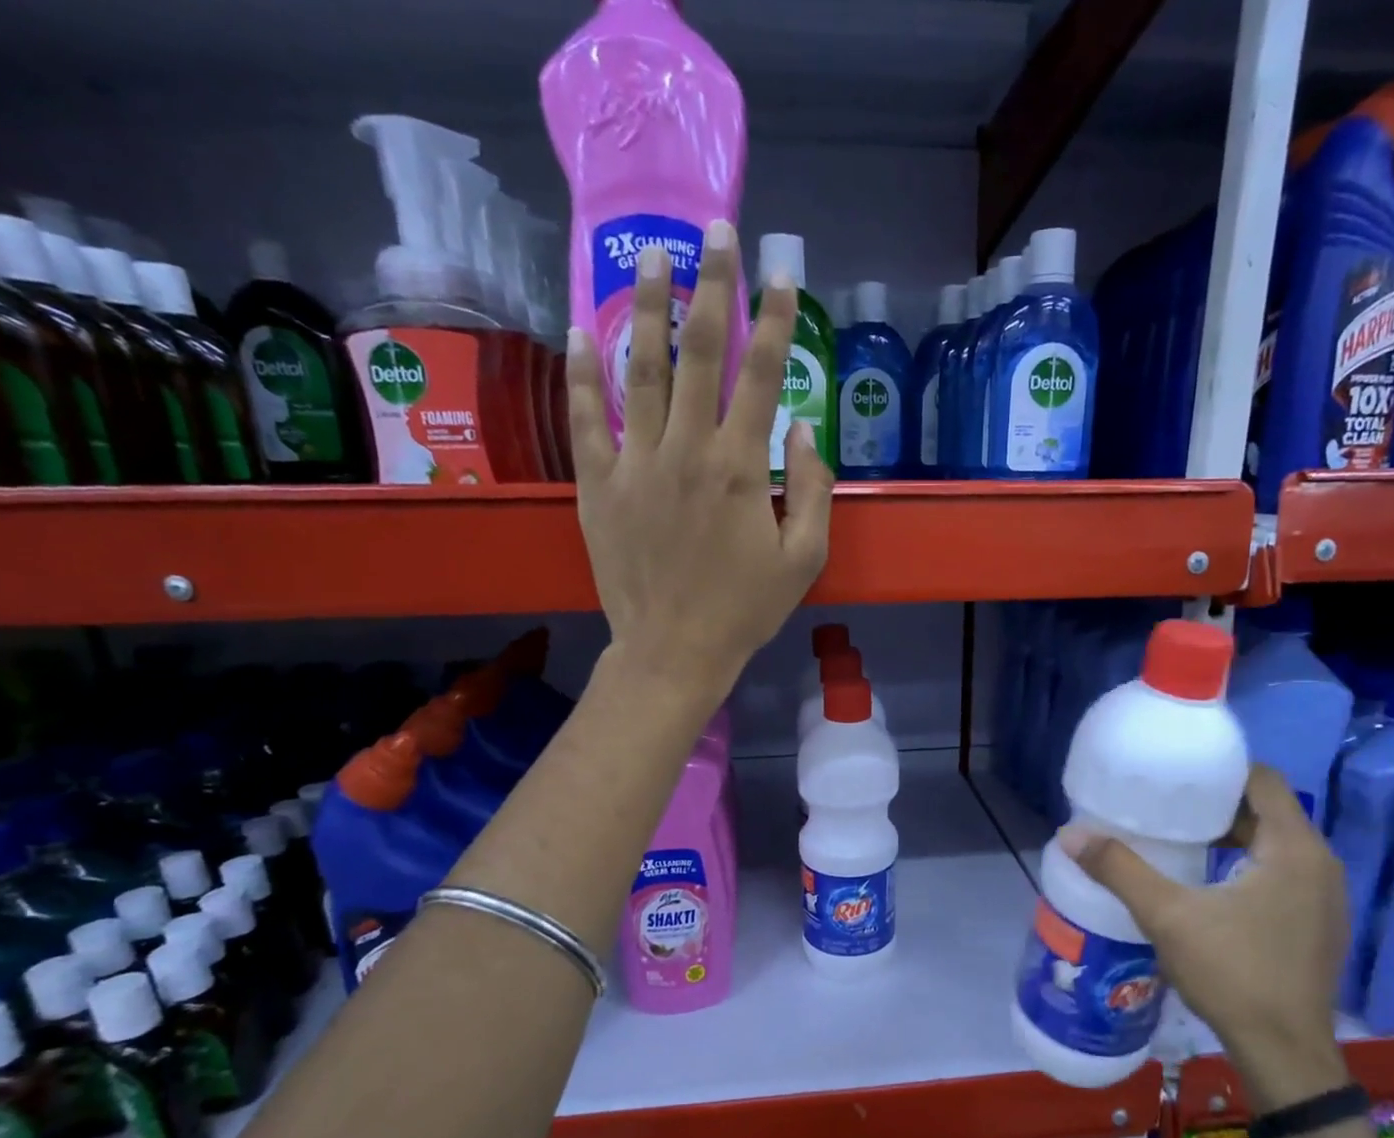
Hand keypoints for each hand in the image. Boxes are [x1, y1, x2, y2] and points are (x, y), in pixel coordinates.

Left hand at [565, 221, 832, 704]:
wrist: (674, 651)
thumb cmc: (745, 610)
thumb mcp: (804, 559)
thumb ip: (814, 490)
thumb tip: (802, 429)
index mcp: (741, 468)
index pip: (763, 376)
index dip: (776, 319)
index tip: (783, 273)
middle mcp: (687, 451)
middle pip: (700, 354)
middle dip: (712, 286)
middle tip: (715, 231)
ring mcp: (636, 464)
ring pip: (640, 371)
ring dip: (646, 308)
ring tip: (647, 254)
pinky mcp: (599, 485)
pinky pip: (587, 419)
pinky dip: (582, 373)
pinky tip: (579, 330)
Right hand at [1060, 765, 1351, 1110]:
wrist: (1285, 1054)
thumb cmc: (1233, 974)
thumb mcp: (1167, 916)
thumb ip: (1119, 870)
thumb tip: (1069, 835)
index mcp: (1294, 849)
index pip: (1262, 780)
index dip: (1220, 771)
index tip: (1178, 776)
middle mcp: (1320, 863)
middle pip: (1268, 811)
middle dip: (1218, 804)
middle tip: (1166, 806)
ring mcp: (1324, 897)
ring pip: (1275, 845)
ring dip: (1232, 836)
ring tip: (1179, 840)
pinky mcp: (1318, 924)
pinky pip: (1282, 873)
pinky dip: (1248, 865)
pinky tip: (1209, 884)